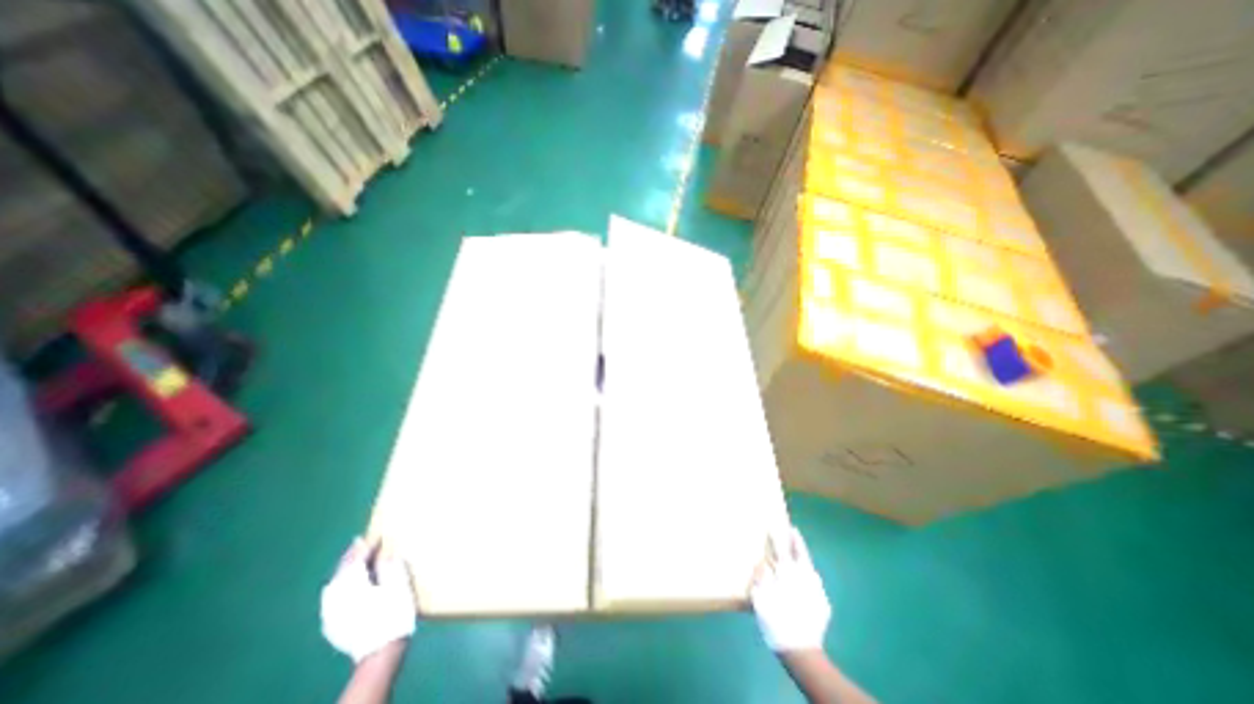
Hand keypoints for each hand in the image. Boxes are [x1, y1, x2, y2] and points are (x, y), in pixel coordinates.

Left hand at [319, 535, 417, 662]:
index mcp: (354, 584)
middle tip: (359, 542)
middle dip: (351, 556)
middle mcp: (337, 596)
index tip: (377, 534)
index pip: (358, 558)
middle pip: (342, 570)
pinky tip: (342, 587)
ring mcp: (331, 612)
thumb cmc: (393, 614)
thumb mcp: (398, 585)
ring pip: (333, 583)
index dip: (368, 545)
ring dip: (342, 570)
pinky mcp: (332, 623)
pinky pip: (331, 598)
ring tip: (351, 561)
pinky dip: (337, 586)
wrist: (380, 652)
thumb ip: (390, 566)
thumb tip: (386, 553)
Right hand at [753, 525, 831, 650]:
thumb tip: (761, 563)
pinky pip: (815, 582)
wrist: (801, 651)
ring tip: (800, 550)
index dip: (775, 537)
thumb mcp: (760, 598)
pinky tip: (808, 576)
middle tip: (793, 530)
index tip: (772, 526)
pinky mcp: (823, 603)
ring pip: (810, 566)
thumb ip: (760, 577)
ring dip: (805, 556)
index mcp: (786, 573)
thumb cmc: (776, 621)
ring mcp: (815, 590)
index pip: (780, 549)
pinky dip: (810, 575)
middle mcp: (803, 577)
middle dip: (796, 541)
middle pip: (800, 553)